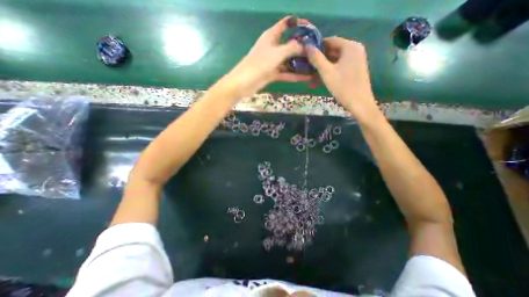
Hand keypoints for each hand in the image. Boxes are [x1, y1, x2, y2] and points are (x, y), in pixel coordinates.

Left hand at [220, 16, 310, 99]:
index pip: (286, 24)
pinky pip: (286, 73)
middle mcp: (273, 47)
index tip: (311, 29)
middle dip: (302, 47)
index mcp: (271, 36)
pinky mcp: (272, 74)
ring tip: (314, 66)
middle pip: (290, 44)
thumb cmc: (258, 64)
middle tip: (316, 52)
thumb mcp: (277, 53)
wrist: (244, 83)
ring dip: (300, 64)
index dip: (298, 24)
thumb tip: (305, 45)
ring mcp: (273, 62)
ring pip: (289, 61)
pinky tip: (306, 77)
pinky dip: (295, 75)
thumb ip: (292, 48)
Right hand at [308, 36, 377, 115]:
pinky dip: (332, 67)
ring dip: (326, 62)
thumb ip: (317, 59)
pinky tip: (324, 74)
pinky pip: (342, 63)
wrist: (359, 103)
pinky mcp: (356, 68)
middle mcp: (356, 49)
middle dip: (321, 55)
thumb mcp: (327, 72)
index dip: (318, 46)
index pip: (331, 40)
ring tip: (313, 69)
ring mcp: (357, 59)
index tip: (307, 53)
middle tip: (308, 63)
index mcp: (350, 46)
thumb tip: (306, 46)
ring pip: (337, 57)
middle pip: (334, 48)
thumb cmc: (342, 86)